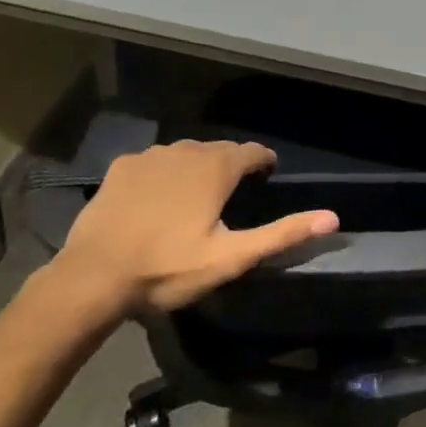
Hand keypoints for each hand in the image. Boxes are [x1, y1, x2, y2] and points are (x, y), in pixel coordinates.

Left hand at [48, 141, 338, 318]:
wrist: (92, 277)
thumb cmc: (167, 268)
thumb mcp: (232, 257)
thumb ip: (282, 234)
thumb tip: (333, 218)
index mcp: (216, 169)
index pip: (252, 151)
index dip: (264, 161)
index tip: (268, 176)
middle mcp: (185, 151)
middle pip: (219, 149)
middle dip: (231, 164)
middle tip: (234, 192)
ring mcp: (149, 157)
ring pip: (186, 152)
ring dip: (198, 166)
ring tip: (198, 194)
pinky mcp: (121, 168)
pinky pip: (154, 161)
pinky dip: (164, 171)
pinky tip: (158, 196)